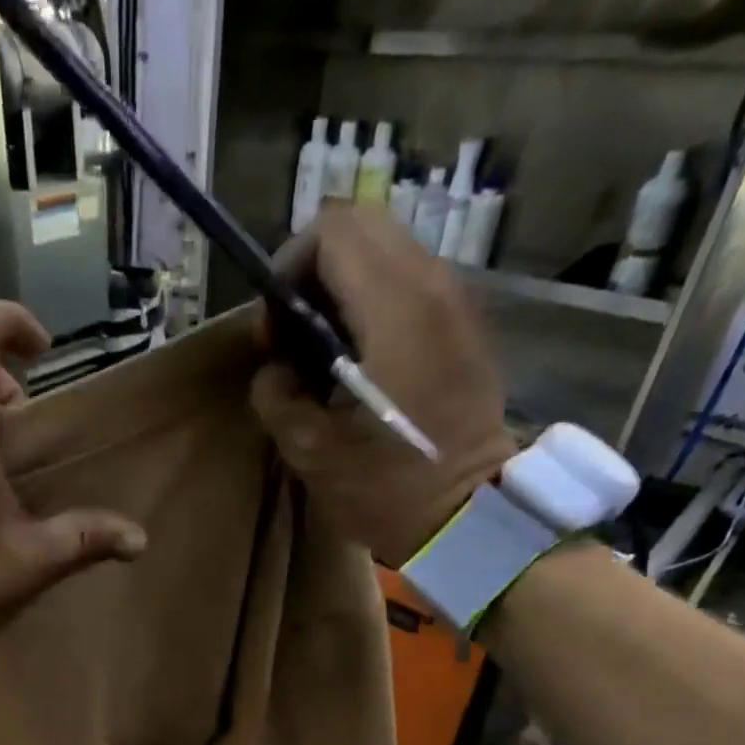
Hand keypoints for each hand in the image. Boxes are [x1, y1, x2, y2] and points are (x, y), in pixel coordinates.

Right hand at [249, 206, 514, 566]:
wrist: (469, 516)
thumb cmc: (386, 488)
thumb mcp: (309, 450)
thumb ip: (276, 394)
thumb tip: (276, 369)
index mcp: (395, 310)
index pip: (332, 232)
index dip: (289, 268)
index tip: (277, 329)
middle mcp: (433, 286)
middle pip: (361, 228)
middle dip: (315, 271)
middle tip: (297, 335)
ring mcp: (457, 302)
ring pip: (388, 252)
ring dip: (345, 289)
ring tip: (327, 352)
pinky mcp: (466, 324)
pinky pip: (412, 283)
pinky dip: (375, 304)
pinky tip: (363, 362)